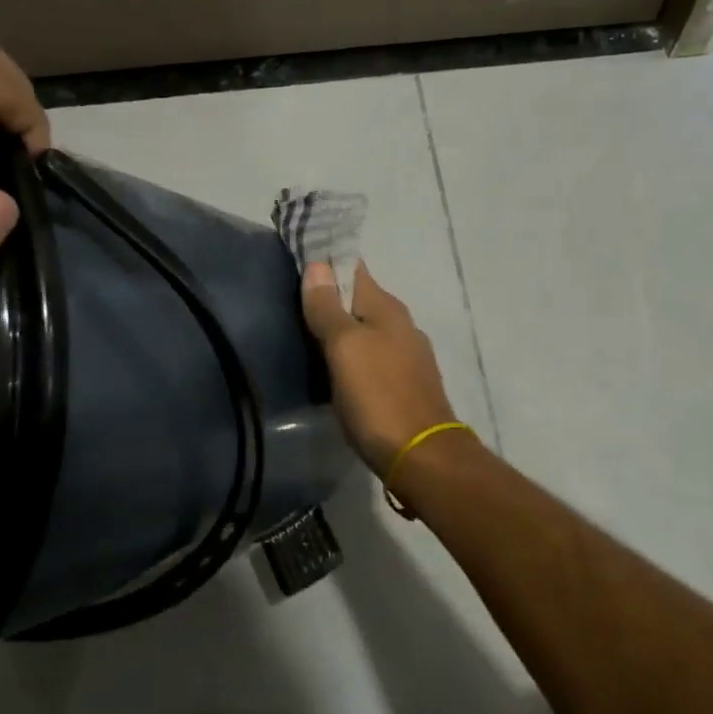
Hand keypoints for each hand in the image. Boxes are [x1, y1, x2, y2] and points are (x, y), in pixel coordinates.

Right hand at [300, 260, 458, 474]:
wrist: (421, 457)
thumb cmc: (378, 396)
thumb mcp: (345, 348)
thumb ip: (329, 308)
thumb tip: (318, 265)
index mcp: (387, 309)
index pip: (354, 268)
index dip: (327, 260)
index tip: (297, 257)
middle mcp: (401, 326)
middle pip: (360, 299)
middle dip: (331, 295)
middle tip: (291, 297)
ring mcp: (407, 357)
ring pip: (366, 330)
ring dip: (341, 327)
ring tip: (306, 331)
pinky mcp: (405, 385)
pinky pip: (372, 357)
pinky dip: (351, 354)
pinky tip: (334, 367)